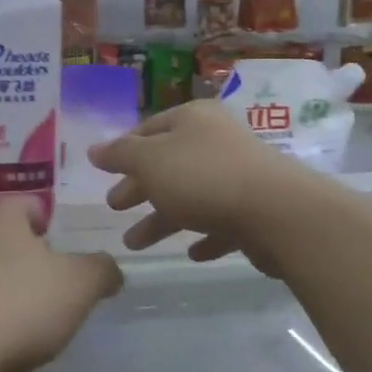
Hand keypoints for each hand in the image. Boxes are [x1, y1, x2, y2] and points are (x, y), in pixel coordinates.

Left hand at [0, 197, 122, 371]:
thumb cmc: (19, 305)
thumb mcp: (79, 285)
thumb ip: (101, 270)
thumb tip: (108, 269)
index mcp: (2, 216)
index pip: (29, 203)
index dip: (50, 221)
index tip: (65, 249)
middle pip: (4, 236)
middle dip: (28, 257)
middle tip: (53, 285)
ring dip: (3, 286)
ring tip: (27, 317)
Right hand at [88, 101, 324, 271]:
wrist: (276, 212)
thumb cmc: (203, 177)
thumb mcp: (150, 160)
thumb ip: (120, 155)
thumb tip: (95, 149)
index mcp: (193, 120)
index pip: (149, 129)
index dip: (124, 149)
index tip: (105, 172)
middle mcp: (217, 142)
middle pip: (169, 164)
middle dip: (140, 187)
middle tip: (114, 207)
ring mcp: (239, 176)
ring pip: (191, 197)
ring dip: (161, 219)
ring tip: (134, 244)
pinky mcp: (255, 210)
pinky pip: (221, 222)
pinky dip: (204, 235)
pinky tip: (191, 252)